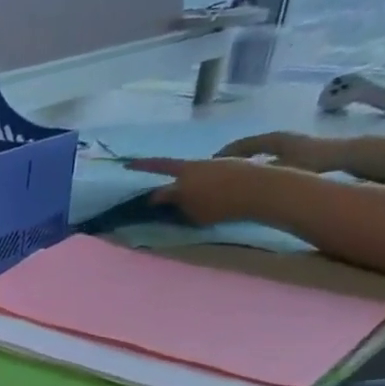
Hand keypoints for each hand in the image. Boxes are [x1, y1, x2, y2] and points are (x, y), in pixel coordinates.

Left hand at [124, 156, 288, 226]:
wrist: (257, 191)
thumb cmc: (243, 171)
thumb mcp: (216, 164)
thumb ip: (197, 171)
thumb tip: (189, 179)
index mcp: (189, 170)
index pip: (161, 166)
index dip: (143, 165)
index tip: (127, 166)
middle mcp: (182, 190)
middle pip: (161, 195)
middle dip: (160, 196)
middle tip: (164, 194)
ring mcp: (188, 207)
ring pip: (179, 206)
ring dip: (185, 202)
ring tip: (211, 196)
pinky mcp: (196, 221)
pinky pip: (191, 215)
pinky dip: (198, 211)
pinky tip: (216, 207)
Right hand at [213, 130, 342, 171]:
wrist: (344, 154)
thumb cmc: (312, 161)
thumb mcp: (283, 168)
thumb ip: (259, 173)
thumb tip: (236, 178)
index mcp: (270, 139)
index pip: (240, 145)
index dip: (224, 154)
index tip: (208, 165)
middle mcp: (275, 137)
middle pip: (246, 146)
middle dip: (229, 156)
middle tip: (214, 169)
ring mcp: (285, 142)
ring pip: (255, 150)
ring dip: (241, 159)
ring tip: (229, 171)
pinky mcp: (292, 148)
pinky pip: (264, 154)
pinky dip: (254, 161)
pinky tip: (251, 172)